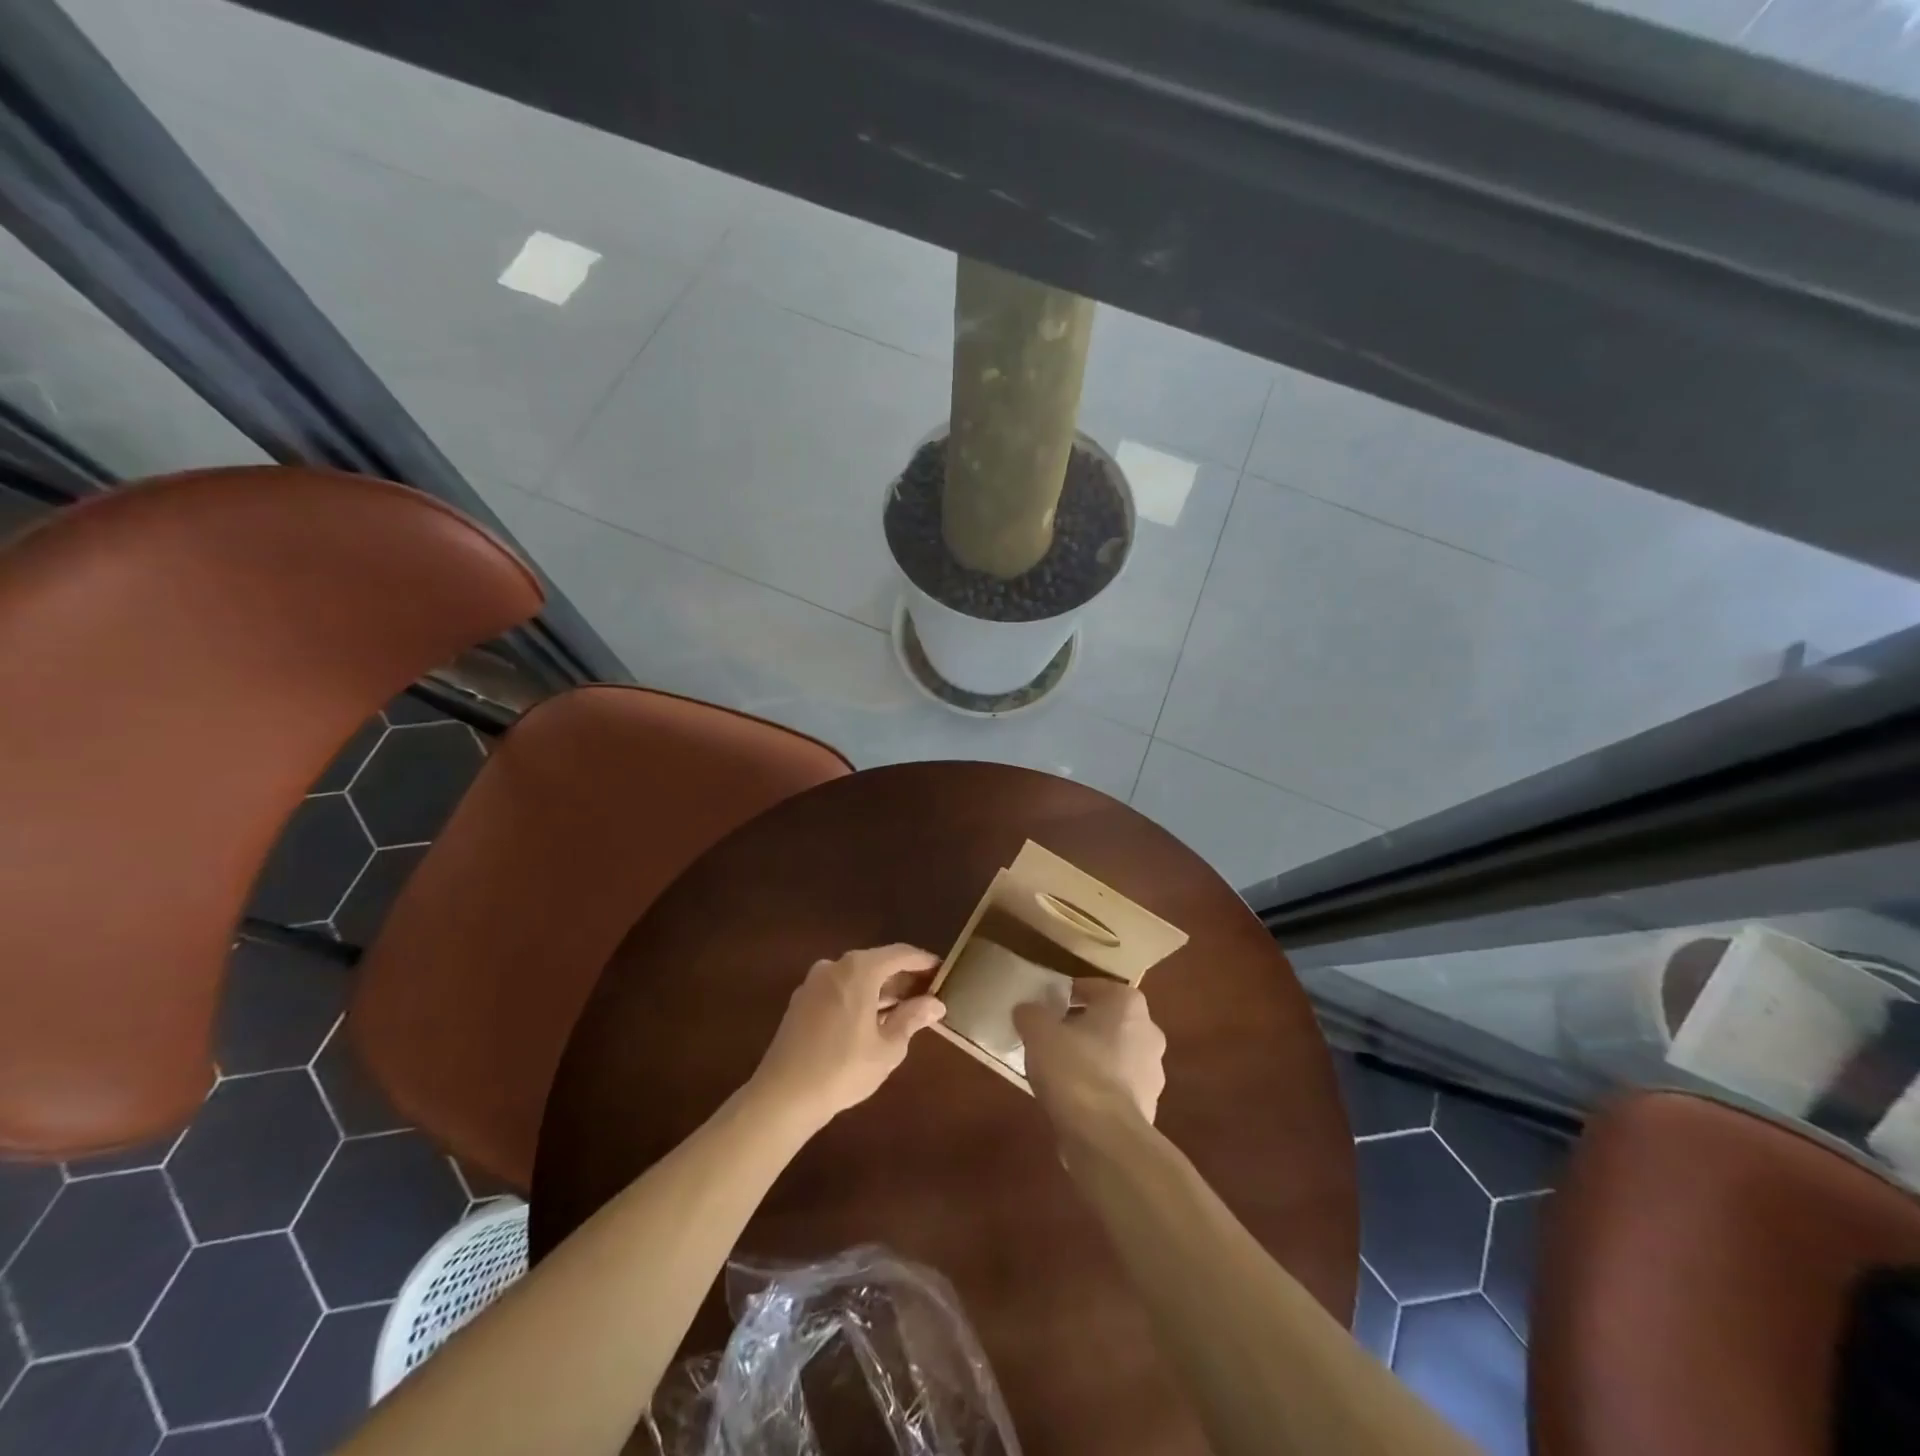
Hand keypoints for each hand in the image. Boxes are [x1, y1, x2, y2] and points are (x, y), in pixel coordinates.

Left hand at [751, 945, 946, 1124]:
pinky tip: (871, 1020)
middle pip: (877, 962)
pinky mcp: (801, 1001)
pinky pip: (839, 989)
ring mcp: (814, 982)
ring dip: (880, 989)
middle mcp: (834, 966)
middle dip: (902, 977)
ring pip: (856, 977)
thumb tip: (935, 1004)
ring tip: (903, 1010)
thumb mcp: (888, 1047)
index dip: (924, 961)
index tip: (942, 971)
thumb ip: (912, 1019)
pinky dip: (859, 997)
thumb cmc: (843, 1069)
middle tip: (926, 994)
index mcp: (859, 970)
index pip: (900, 954)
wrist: (782, 1096)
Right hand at [1014, 978, 1165, 1127]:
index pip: (1094, 987)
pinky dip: (1098, 1089)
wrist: (1105, 1138)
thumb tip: (1027, 1011)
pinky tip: (1073, 1099)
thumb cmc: (1074, 1069)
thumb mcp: (1038, 1032)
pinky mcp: (1148, 1107)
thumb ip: (1031, 1014)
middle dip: (1082, 1027)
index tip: (1046, 1007)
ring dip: (1092, 1059)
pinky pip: (1117, 1088)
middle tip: (1051, 1037)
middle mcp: (1148, 1031)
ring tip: (1058, 1071)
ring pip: (1115, 1055)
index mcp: (1127, 1003)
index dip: (1067, 994)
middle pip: (1108, 1021)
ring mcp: (1153, 1072)